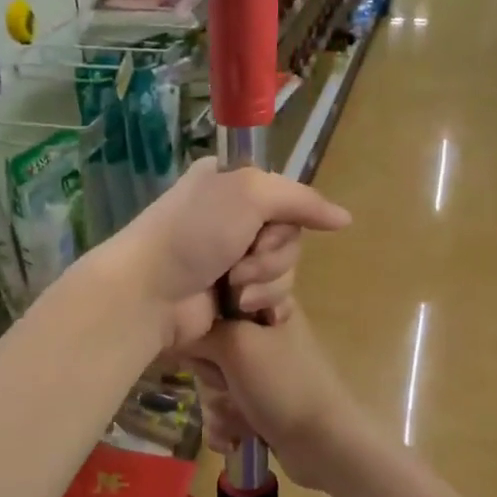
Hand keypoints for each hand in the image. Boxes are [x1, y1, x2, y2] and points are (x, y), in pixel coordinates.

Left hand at [104, 157, 350, 351]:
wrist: (150, 293)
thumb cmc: (193, 233)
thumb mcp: (249, 194)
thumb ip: (301, 200)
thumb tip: (346, 219)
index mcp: (232, 184)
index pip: (287, 196)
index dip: (285, 215)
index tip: (265, 225)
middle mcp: (234, 219)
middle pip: (291, 236)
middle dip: (271, 255)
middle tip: (239, 263)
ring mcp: (232, 260)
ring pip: (286, 270)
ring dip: (264, 283)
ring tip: (232, 291)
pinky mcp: (233, 297)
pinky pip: (275, 298)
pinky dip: (266, 305)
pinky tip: (251, 312)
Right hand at [187, 305, 369, 489]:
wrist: (323, 445)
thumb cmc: (283, 385)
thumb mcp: (237, 344)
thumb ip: (201, 331)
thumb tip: (176, 329)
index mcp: (267, 308)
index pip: (216, 302)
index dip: (203, 323)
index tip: (204, 341)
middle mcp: (263, 335)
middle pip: (209, 346)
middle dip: (210, 374)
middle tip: (225, 383)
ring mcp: (262, 372)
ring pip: (213, 381)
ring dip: (218, 405)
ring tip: (235, 418)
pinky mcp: (259, 403)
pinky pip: (225, 407)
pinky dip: (226, 424)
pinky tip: (235, 437)